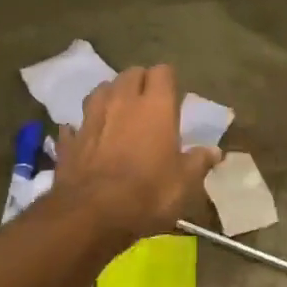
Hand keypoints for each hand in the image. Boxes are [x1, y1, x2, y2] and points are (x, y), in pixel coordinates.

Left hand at [53, 66, 221, 246]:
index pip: (163, 72)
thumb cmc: (148, 193)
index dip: (168, 81)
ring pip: (100, 90)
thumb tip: (215, 151)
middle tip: (148, 103)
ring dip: (110, 97)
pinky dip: (84, 127)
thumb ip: (199, 162)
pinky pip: (77, 123)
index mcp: (155, 105)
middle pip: (130, 74)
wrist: (92, 214)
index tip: (173, 96)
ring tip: (118, 113)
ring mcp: (91, 117)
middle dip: (139, 82)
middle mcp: (122, 101)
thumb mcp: (184, 183)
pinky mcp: (71, 139)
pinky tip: (87, 137)